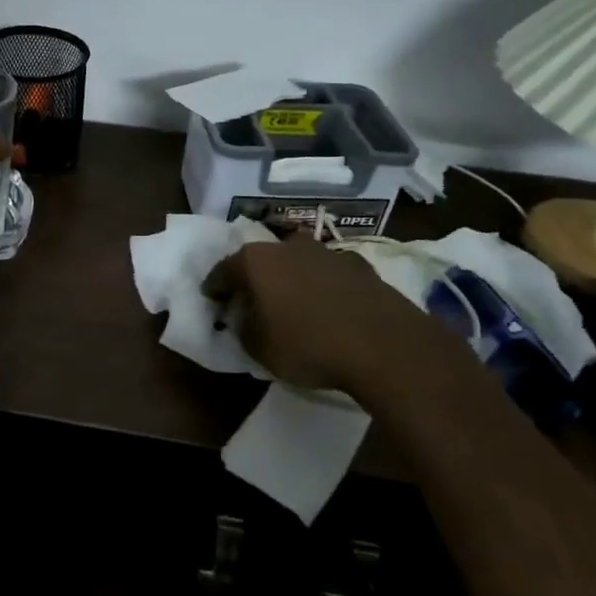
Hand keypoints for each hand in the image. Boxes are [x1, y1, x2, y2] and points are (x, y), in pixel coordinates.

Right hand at [201, 235, 474, 401]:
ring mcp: (326, 252)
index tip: (212, 301)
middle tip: (253, 300)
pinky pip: (329, 274)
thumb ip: (243, 328)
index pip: (222, 271)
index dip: (215, 288)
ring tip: (293, 303)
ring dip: (291, 278)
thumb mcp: (258, 349)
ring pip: (297, 261)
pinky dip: (323, 286)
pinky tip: (329, 306)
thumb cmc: (308, 345)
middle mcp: (287, 247)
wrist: (384, 345)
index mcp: (254, 262)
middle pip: (261, 260)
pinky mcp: (360, 265)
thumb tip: (244, 318)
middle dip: (254, 277)